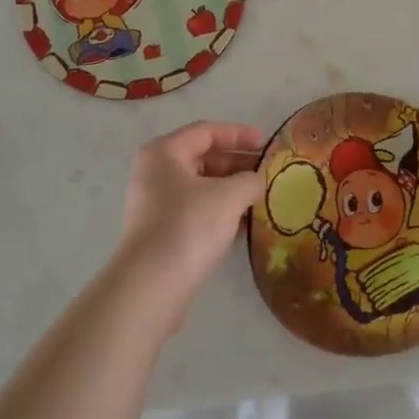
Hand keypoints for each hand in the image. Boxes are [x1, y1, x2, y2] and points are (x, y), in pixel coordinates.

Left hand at [112, 121, 263, 329]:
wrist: (151, 287)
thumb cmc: (188, 227)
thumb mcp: (229, 196)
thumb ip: (250, 180)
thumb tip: (257, 180)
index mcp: (164, 153)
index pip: (206, 131)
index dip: (238, 134)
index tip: (266, 142)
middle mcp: (155, 173)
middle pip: (202, 158)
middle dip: (237, 163)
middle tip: (267, 172)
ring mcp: (155, 204)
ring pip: (201, 187)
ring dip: (231, 189)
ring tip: (261, 197)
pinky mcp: (161, 233)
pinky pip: (196, 211)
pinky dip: (220, 211)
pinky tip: (245, 224)